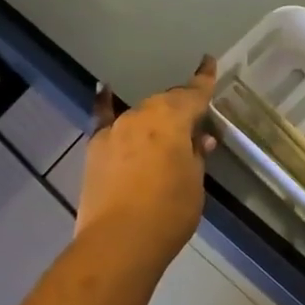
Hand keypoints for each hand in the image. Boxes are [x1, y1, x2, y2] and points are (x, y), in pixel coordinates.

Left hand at [77, 56, 218, 262]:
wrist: (118, 242)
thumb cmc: (169, 213)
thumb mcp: (194, 184)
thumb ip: (195, 155)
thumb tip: (199, 139)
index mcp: (172, 118)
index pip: (193, 94)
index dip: (203, 79)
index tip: (208, 62)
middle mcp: (142, 115)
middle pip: (166, 104)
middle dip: (180, 108)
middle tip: (194, 119)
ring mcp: (115, 130)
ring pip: (141, 115)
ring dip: (154, 119)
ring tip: (165, 129)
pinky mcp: (95, 148)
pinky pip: (103, 119)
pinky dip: (105, 104)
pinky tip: (104, 89)